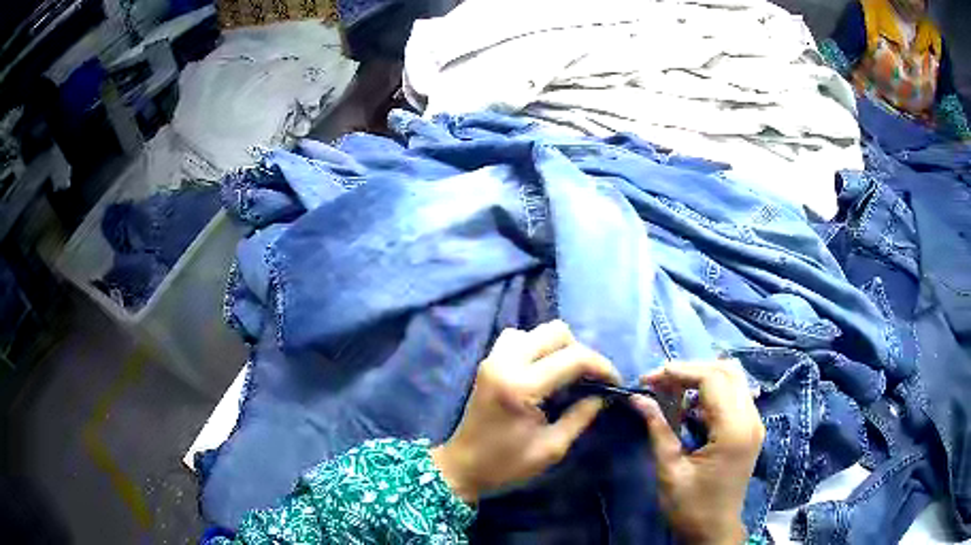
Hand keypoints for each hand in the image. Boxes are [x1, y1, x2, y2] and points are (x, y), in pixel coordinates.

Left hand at [431, 320, 620, 502]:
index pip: (574, 357)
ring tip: (567, 374)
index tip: (615, 382)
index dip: (602, 366)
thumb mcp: (551, 448)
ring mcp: (493, 358)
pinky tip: (543, 371)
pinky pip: (518, 337)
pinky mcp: (488, 362)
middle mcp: (506, 363)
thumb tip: (604, 394)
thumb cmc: (506, 464)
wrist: (462, 466)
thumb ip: (581, 416)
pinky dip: (537, 347)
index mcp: (521, 386)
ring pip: (536, 330)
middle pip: (556, 331)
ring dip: (558, 347)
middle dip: (581, 352)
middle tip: (590, 379)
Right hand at [631, 361, 764, 544]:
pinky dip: (711, 391)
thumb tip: (637, 397)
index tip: (649, 379)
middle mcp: (751, 419)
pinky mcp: (750, 428)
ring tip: (672, 389)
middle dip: (691, 369)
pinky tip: (690, 405)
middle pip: (727, 370)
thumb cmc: (690, 507)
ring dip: (702, 377)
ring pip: (733, 378)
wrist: (714, 531)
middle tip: (660, 381)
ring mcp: (755, 422)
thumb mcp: (670, 470)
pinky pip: (735, 394)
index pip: (713, 380)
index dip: (680, 372)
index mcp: (734, 430)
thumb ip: (658, 429)